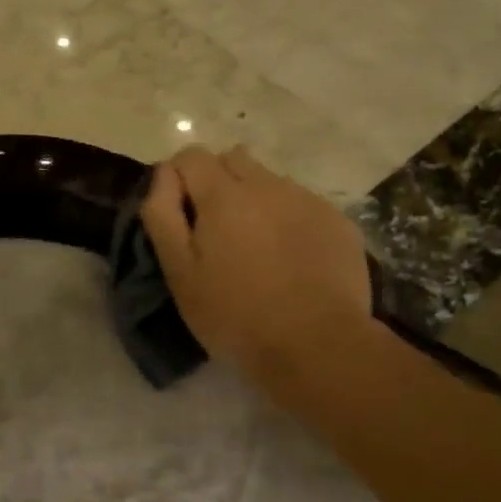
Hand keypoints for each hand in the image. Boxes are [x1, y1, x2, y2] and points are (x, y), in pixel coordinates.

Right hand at [142, 146, 372, 384]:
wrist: (318, 345)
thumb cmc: (236, 315)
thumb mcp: (181, 273)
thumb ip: (163, 215)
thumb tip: (164, 174)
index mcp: (223, 194)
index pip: (191, 156)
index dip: (179, 178)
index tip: (181, 213)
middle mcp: (266, 184)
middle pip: (233, 158)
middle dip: (218, 181)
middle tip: (217, 229)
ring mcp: (306, 200)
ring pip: (270, 181)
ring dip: (256, 199)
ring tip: (258, 246)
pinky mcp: (337, 220)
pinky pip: (302, 203)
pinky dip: (290, 219)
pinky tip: (293, 258)